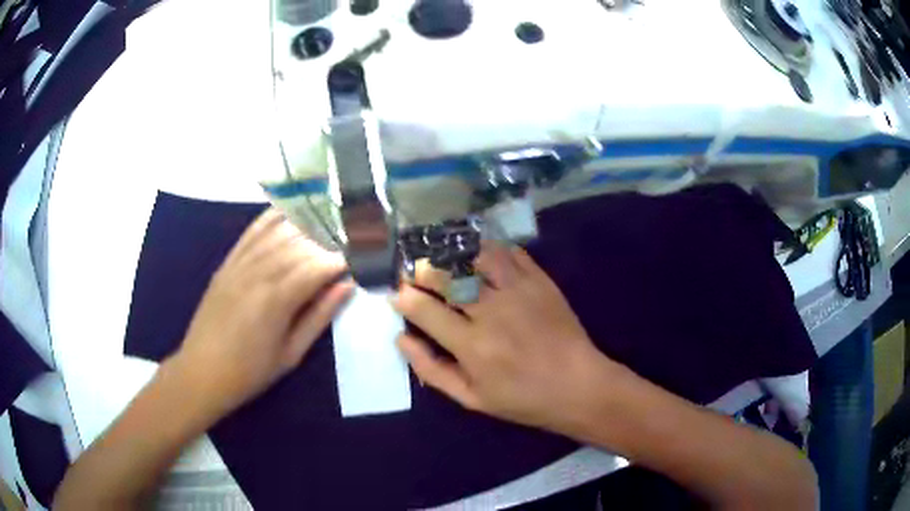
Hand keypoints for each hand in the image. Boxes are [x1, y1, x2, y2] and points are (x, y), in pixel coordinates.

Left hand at [173, 208, 353, 417]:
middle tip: (349, 241)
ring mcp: (240, 264)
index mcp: (276, 300)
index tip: (362, 257)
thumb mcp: (291, 354)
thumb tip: (347, 286)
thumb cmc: (250, 371)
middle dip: (328, 240)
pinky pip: (252, 232)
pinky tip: (288, 211)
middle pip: (300, 244)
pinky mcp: (228, 262)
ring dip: (306, 227)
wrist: (202, 371)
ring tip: (326, 227)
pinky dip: (272, 218)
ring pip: (278, 233)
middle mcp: (258, 273)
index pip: (318, 266)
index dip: (343, 259)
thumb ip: (319, 317)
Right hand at [392, 243, 623, 434]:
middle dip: (423, 270)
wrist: (577, 385)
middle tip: (417, 273)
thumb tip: (401, 339)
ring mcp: (518, 291)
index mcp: (471, 345)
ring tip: (446, 258)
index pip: (424, 310)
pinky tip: (480, 255)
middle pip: (446, 277)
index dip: (404, 298)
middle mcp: (491, 312)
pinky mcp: (540, 281)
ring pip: (476, 256)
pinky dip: (490, 249)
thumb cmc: (522, 398)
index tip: (398, 294)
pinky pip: (510, 253)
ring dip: (455, 253)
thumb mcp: (471, 398)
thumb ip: (431, 369)